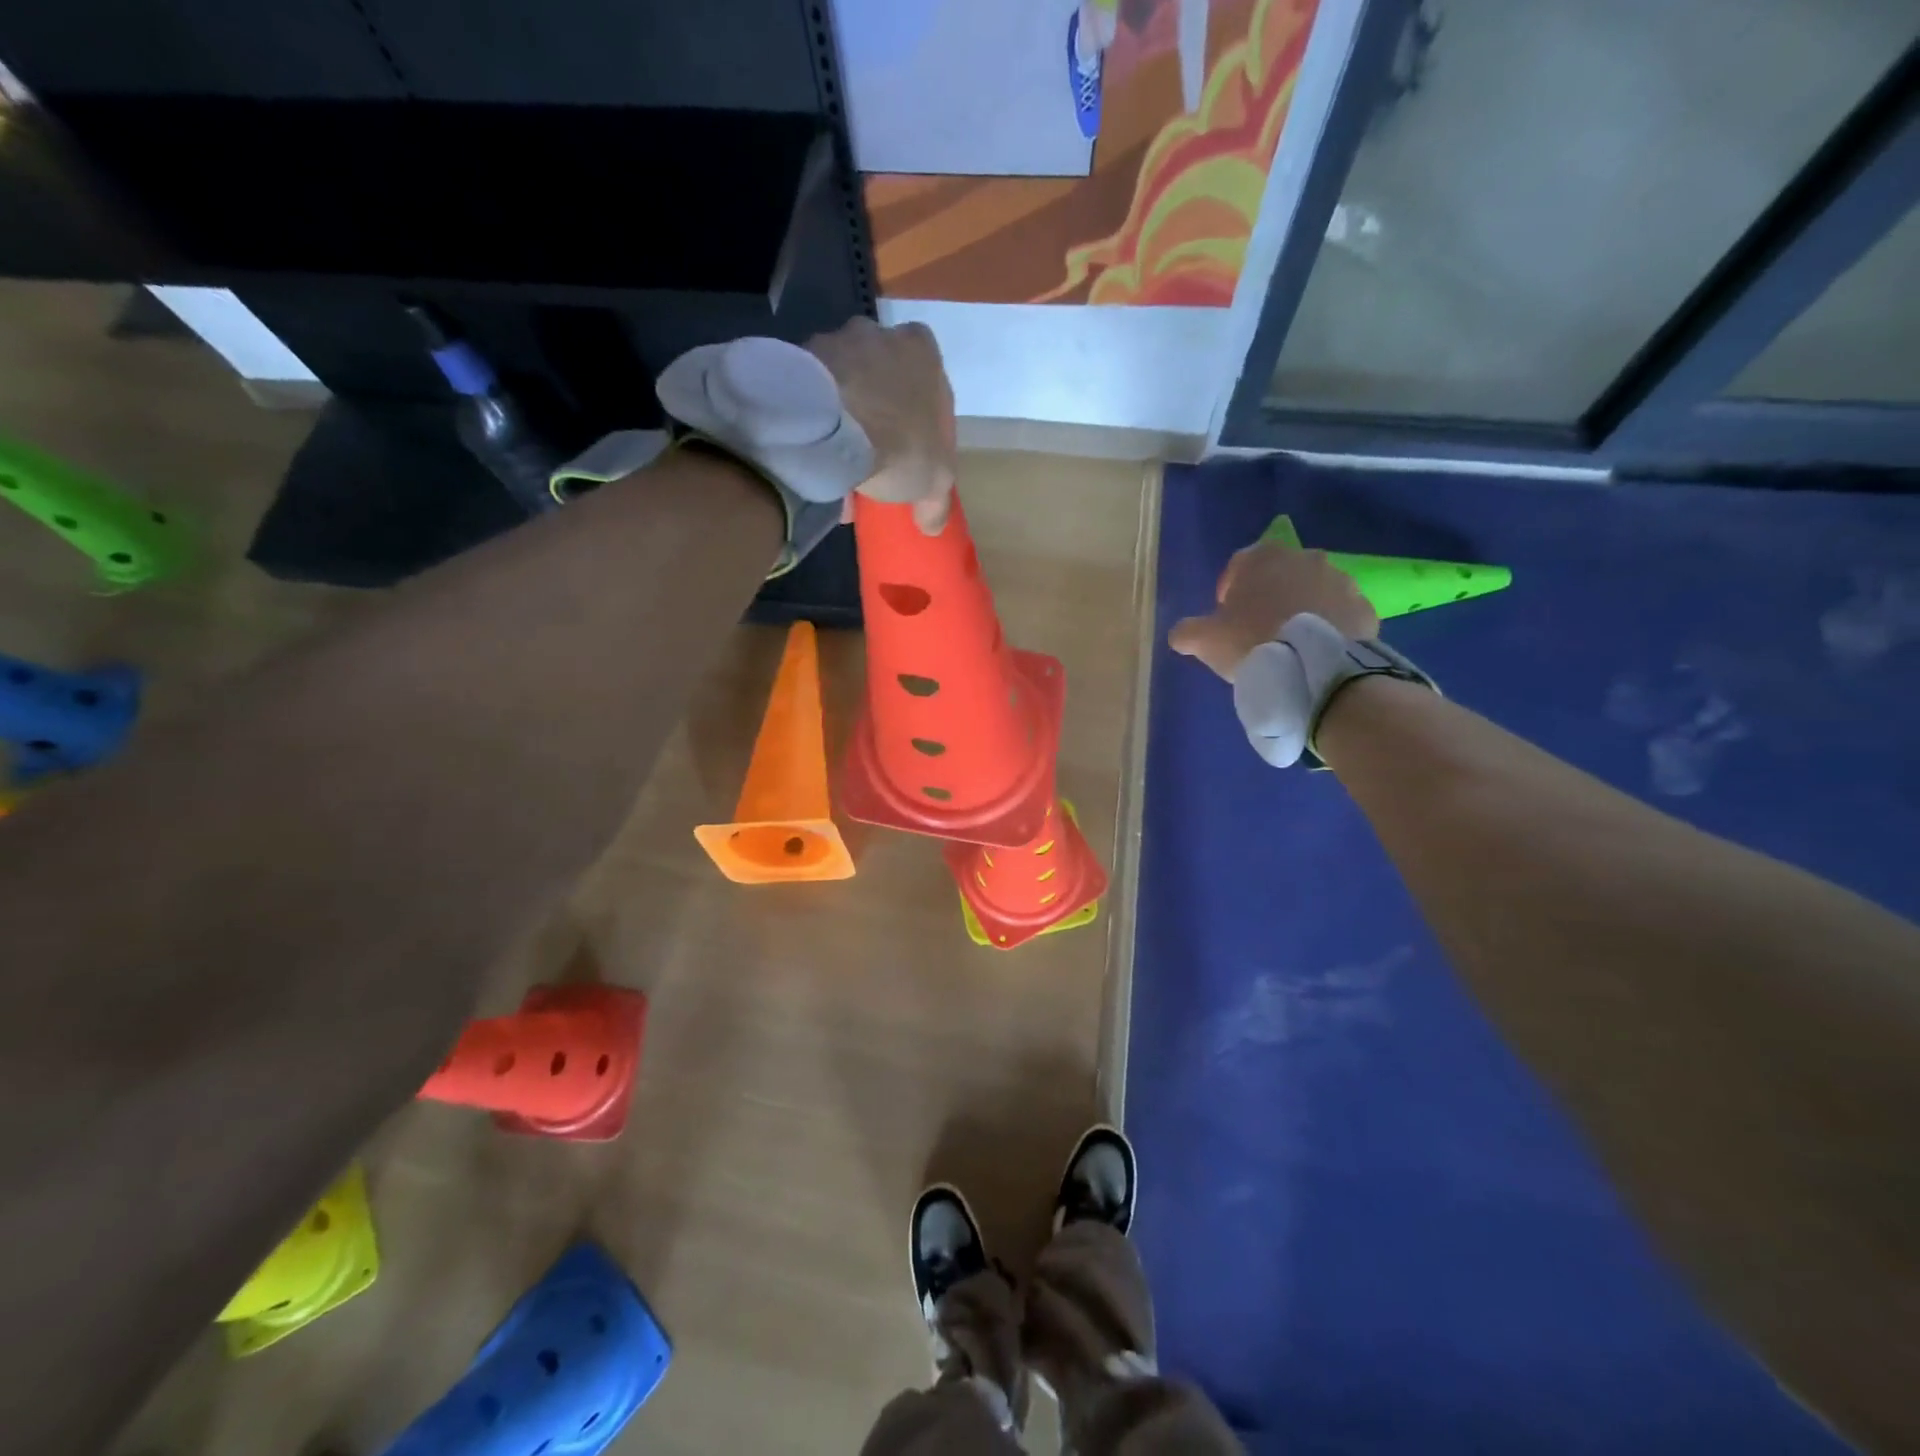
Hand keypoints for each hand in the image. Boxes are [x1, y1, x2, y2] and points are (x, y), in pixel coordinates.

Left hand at [807, 317, 956, 532]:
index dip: (924, 425)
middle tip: (876, 460)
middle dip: (882, 417)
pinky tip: (816, 463)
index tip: (915, 455)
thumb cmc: (899, 443)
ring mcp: (833, 342)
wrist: (828, 427)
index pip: (931, 385)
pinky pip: (813, 397)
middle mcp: (878, 334)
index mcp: (921, 350)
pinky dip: (816, 425)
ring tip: (839, 470)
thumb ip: (937, 501)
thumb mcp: (934, 481)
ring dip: (846, 423)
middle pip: (885, 382)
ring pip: (846, 388)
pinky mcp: (796, 360)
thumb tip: (932, 525)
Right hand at [1169, 540, 1379, 680]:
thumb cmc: (1252, 642)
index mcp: (1263, 558)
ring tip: (1292, 645)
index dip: (1230, 591)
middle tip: (1259, 631)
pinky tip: (1318, 652)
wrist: (1314, 668)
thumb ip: (1186, 632)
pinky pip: (1340, 614)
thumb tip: (1179, 635)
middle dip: (1270, 597)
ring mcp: (1341, 580)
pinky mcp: (1365, 607)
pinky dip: (1330, 627)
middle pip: (1280, 576)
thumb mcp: (1204, 640)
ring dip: (1303, 609)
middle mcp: (1305, 558)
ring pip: (1313, 592)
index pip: (1240, 565)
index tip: (1227, 618)